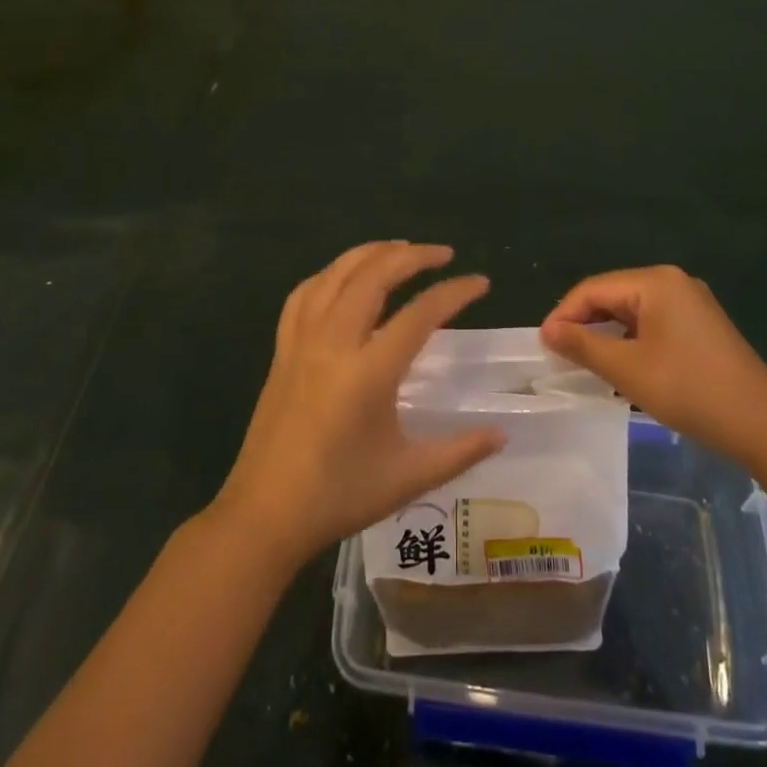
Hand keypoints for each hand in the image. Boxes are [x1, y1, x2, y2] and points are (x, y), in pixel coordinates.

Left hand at [213, 242, 504, 569]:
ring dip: (370, 254)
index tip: (480, 282)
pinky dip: (329, 275)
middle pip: (374, 275)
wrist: (264, 516)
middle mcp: (334, 343)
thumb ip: (460, 451)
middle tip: (443, 254)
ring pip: (336, 275)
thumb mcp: (408, 478)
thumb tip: (502, 434)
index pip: (420, 314)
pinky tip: (343, 279)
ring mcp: (302, 342)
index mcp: (369, 372)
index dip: (454, 292)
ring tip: (399, 250)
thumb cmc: (338, 496)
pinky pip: (303, 295)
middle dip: (412, 255)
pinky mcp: (282, 350)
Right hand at [541, 266, 766, 462]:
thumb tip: (548, 330)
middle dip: (584, 323)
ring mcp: (691, 303)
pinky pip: (653, 323)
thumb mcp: (627, 370)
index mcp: (655, 281)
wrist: (764, 425)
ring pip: (632, 311)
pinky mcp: (701, 326)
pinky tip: (622, 366)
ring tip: (584, 363)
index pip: (593, 288)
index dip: (564, 314)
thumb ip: (583, 345)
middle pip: (613, 295)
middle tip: (559, 356)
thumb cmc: (689, 390)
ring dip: (607, 335)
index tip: (543, 345)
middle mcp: (673, 282)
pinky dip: (631, 341)